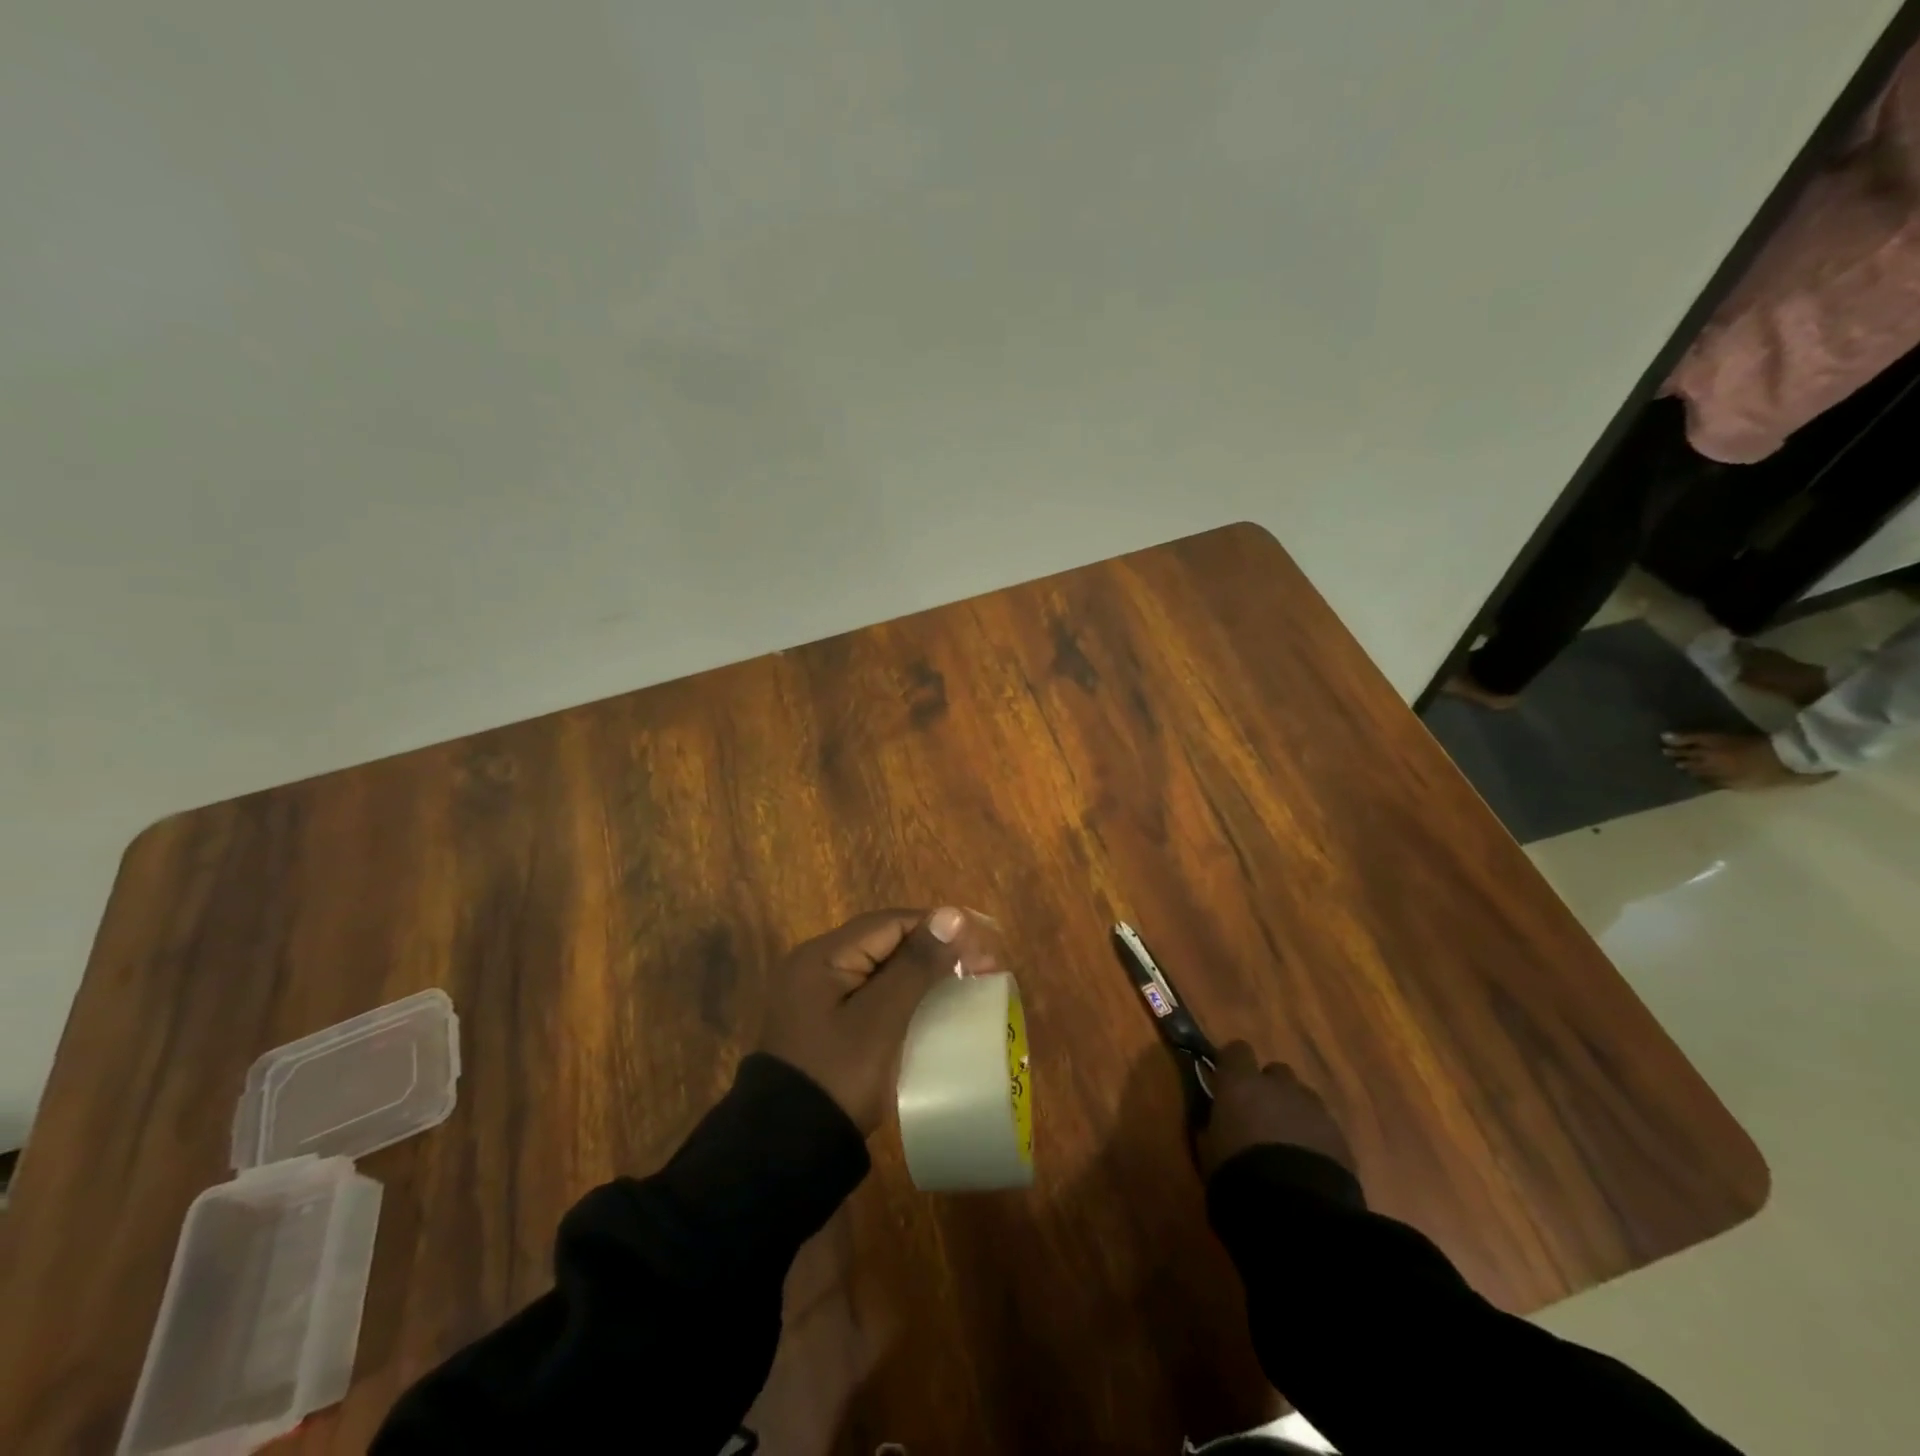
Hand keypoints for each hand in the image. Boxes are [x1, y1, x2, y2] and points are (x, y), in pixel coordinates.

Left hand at [759, 907, 967, 1134]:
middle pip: (886, 942)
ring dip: (922, 973)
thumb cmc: (838, 1076)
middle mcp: (816, 965)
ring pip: (881, 968)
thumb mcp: (882, 1019)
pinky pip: (872, 993)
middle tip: (982, 969)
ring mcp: (818, 995)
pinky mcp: (825, 1022)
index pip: (891, 923)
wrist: (787, 1151)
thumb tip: (952, 914)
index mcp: (823, 955)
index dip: (938, 930)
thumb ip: (916, 965)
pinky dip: (903, 995)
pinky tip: (931, 1007)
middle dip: (934, 951)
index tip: (981, 951)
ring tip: (965, 985)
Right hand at [1197, 1041, 1354, 1178]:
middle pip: (1276, 1072)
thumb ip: (1214, 1126)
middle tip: (1260, 1117)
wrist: (1296, 1209)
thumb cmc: (1239, 1173)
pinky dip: (1315, 1137)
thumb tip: (1216, 1122)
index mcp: (1241, 1083)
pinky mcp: (1340, 1137)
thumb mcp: (1209, 1149)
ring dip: (1294, 1112)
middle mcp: (1279, 1086)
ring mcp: (1314, 1109)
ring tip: (1288, 1143)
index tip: (1227, 1082)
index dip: (1233, 1064)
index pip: (1236, 1050)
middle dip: (1269, 1088)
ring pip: (1303, 1098)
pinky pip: (1324, 1126)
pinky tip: (1309, 1164)